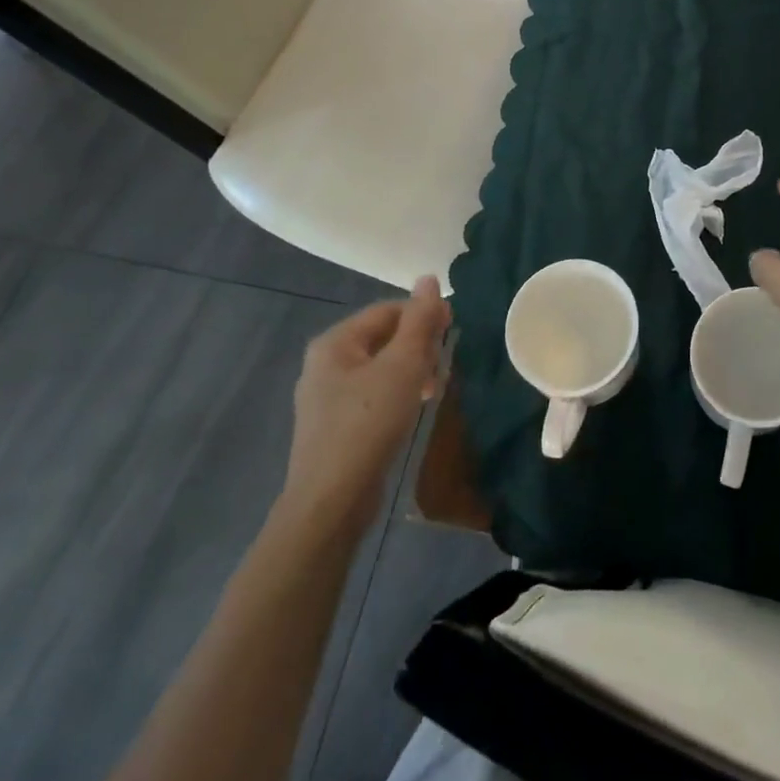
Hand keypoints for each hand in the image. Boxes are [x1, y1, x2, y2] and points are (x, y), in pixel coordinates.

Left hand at [280, 277, 448, 528]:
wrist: (330, 502)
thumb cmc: (368, 423)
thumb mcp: (403, 365)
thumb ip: (420, 321)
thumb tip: (430, 278)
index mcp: (335, 342)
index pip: (388, 310)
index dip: (423, 314)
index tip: (454, 329)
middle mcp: (325, 363)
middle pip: (383, 337)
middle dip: (419, 345)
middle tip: (446, 363)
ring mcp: (326, 397)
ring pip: (379, 367)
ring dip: (412, 369)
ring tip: (435, 387)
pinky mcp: (334, 426)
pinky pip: (372, 394)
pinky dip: (397, 392)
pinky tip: (414, 408)